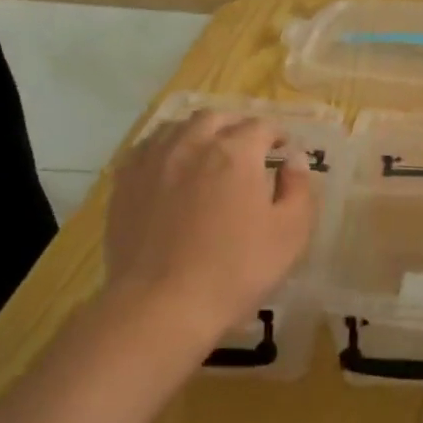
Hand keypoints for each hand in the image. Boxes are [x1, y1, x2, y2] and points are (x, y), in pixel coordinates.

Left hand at [104, 112, 314, 368]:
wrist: (162, 304)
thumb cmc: (237, 269)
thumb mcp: (291, 233)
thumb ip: (298, 189)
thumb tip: (294, 160)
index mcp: (236, 153)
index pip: (261, 127)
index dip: (278, 135)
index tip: (285, 151)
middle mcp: (191, 145)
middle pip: (216, 118)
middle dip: (238, 126)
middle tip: (251, 147)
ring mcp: (152, 162)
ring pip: (177, 127)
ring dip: (201, 132)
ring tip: (210, 151)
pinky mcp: (124, 184)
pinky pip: (146, 149)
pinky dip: (166, 148)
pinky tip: (172, 167)